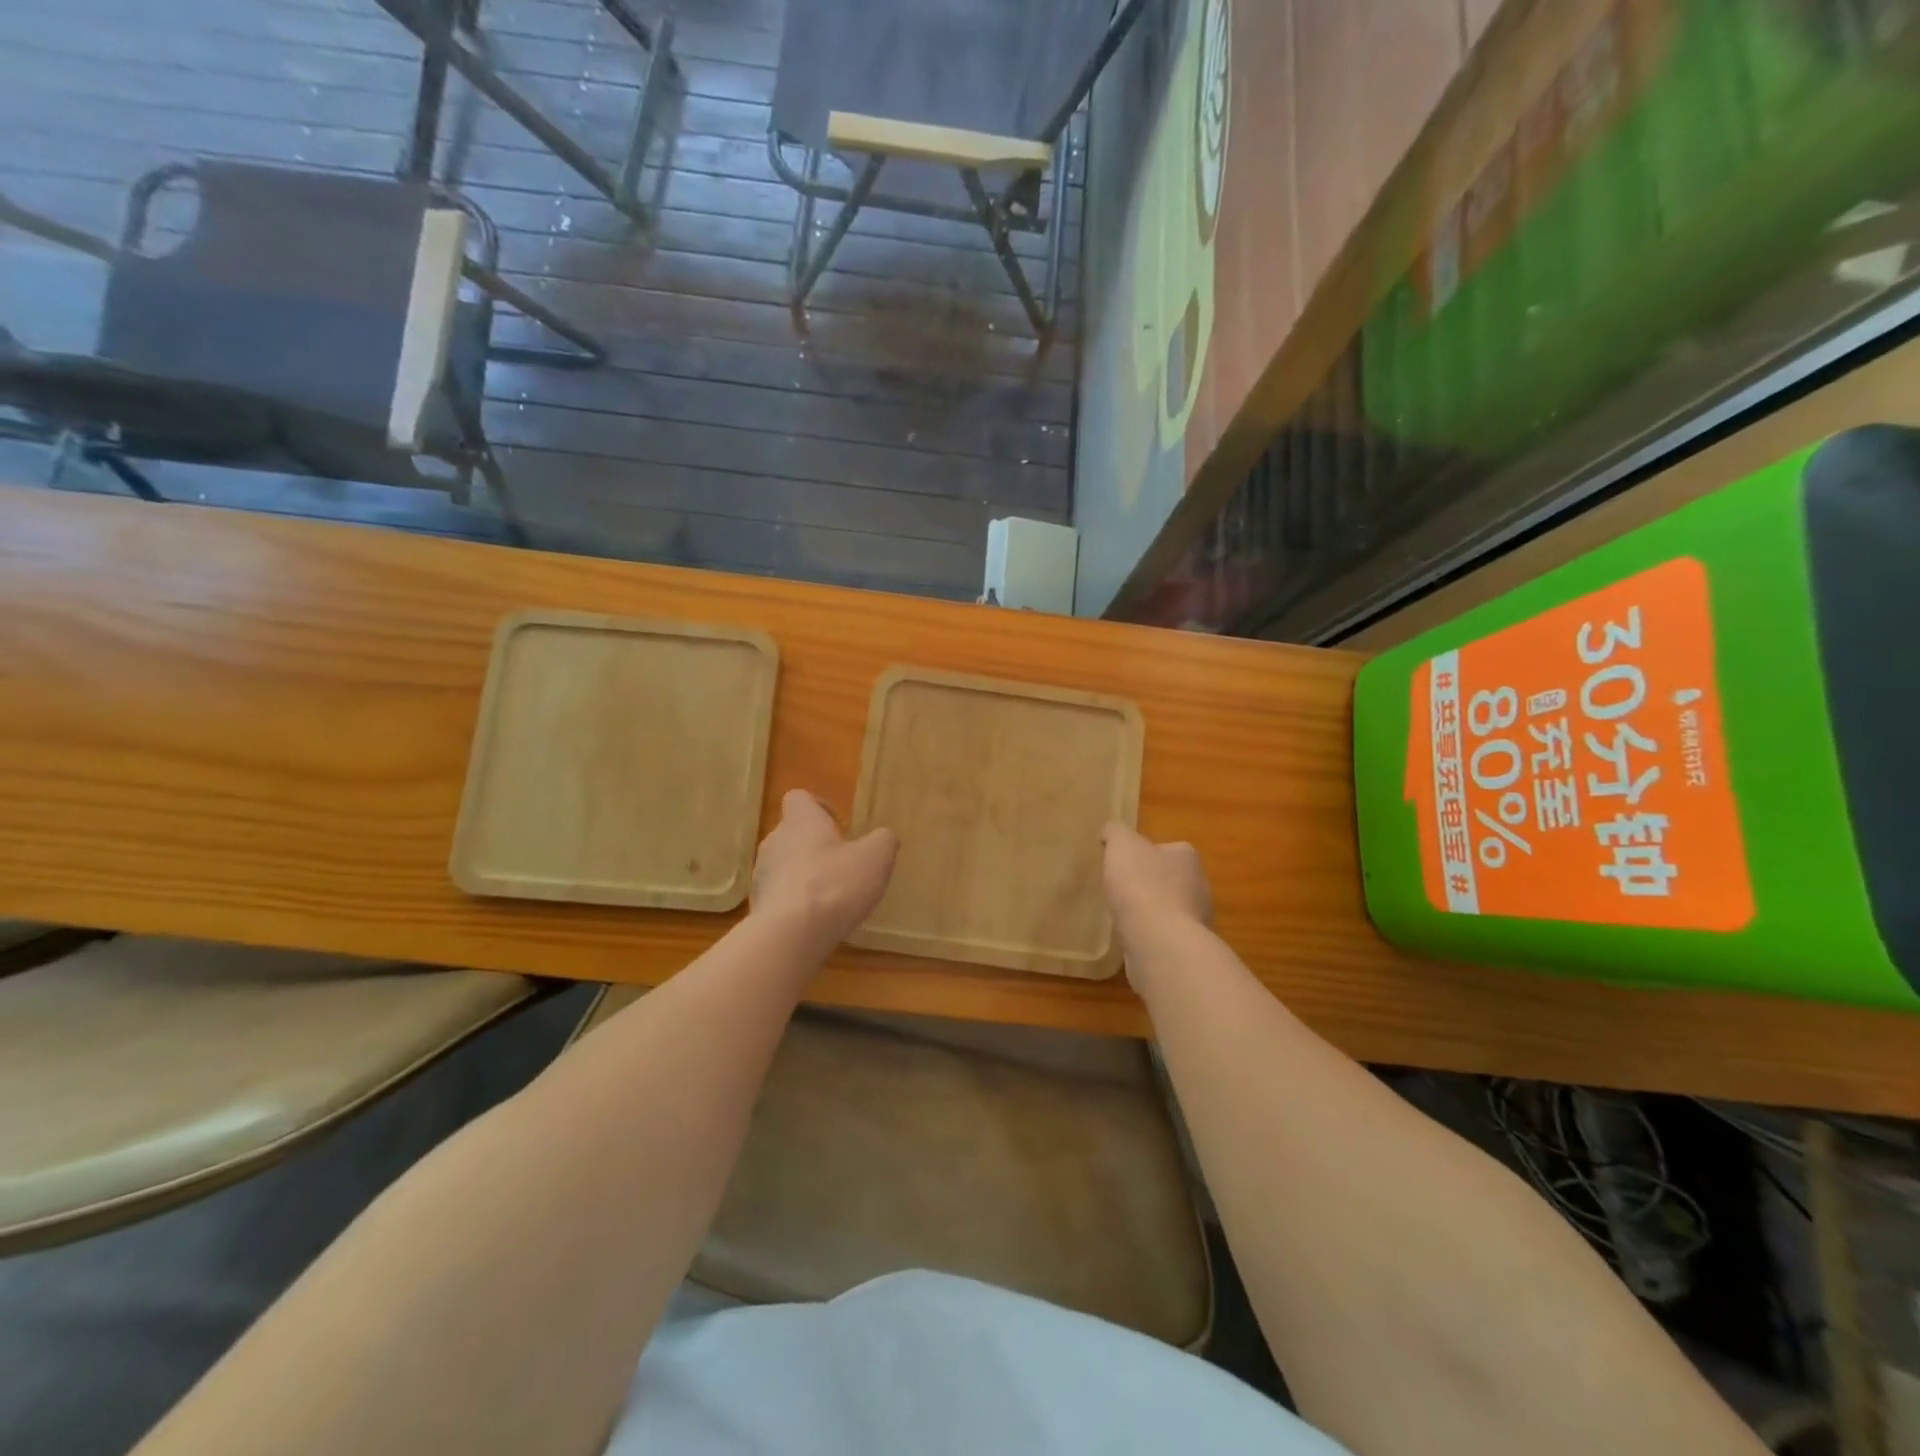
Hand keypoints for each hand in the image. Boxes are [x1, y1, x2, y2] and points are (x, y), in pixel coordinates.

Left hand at [751, 790, 897, 950]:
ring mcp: (762, 874)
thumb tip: (882, 837)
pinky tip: (815, 920)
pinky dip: (795, 903)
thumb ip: (883, 840)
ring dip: (804, 875)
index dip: (819, 807)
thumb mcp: (876, 857)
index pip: (799, 798)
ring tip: (830, 897)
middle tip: (842, 865)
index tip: (838, 825)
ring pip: (784, 865)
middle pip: (792, 833)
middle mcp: (775, 840)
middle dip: (815, 846)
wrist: (791, 934)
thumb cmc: (836, 884)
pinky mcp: (757, 905)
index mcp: (801, 821)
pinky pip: (779, 896)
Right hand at [1102, 822, 1212, 967]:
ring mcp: (1197, 920)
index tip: (1126, 862)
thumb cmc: (1141, 885)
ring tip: (1123, 914)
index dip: (1146, 854)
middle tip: (1122, 888)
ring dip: (1151, 911)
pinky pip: (1165, 935)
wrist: (1159, 941)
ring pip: (1170, 909)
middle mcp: (1199, 886)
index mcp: (1187, 858)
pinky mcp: (1186, 947)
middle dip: (1150, 883)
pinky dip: (1150, 934)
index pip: (1169, 849)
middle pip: (1171, 879)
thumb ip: (1116, 833)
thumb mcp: (1121, 845)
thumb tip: (1111, 831)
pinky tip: (1131, 936)